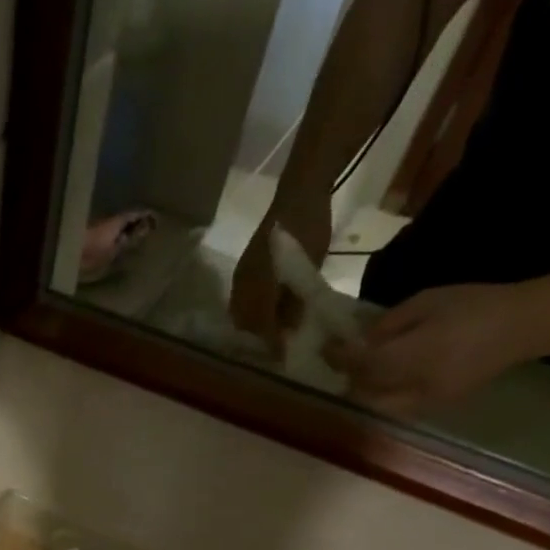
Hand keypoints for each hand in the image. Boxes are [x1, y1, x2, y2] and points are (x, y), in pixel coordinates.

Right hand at [229, 193, 330, 355]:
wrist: (300, 191)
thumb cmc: (308, 228)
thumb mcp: (309, 267)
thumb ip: (297, 302)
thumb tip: (290, 333)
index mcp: (258, 285)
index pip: (261, 325)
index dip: (272, 343)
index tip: (283, 358)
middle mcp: (243, 285)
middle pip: (245, 324)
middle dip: (259, 339)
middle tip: (277, 348)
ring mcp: (241, 277)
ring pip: (241, 314)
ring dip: (254, 327)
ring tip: (272, 334)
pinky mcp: (244, 271)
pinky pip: (242, 301)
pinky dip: (252, 313)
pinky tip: (266, 314)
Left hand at [330, 282, 537, 416]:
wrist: (525, 325)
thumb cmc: (475, 304)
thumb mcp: (427, 302)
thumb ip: (389, 324)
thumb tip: (360, 340)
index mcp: (414, 355)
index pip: (362, 364)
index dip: (339, 357)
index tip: (326, 347)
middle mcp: (415, 386)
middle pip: (364, 392)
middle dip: (350, 378)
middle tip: (345, 360)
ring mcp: (426, 401)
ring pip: (378, 406)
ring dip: (365, 392)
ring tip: (363, 371)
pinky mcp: (437, 407)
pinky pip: (397, 408)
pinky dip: (384, 397)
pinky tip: (386, 380)